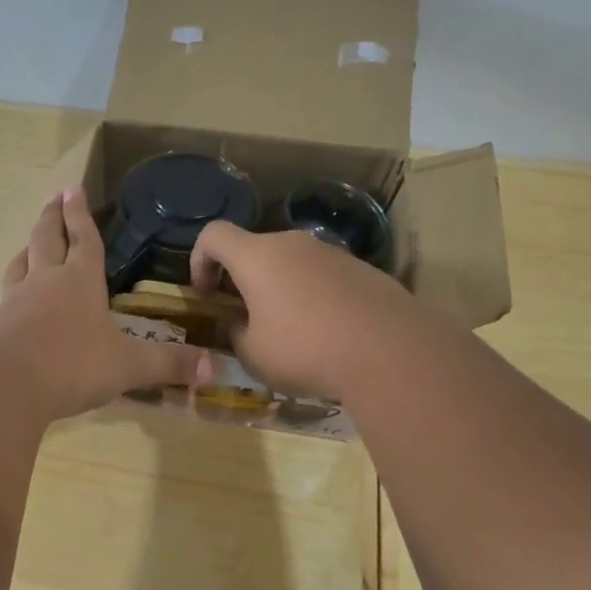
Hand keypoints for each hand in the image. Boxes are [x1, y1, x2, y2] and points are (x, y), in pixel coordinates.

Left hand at [0, 189, 213, 420]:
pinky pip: (3, 300)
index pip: (84, 239)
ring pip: (20, 264)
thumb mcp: (128, 367)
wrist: (4, 385)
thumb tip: (215, 370)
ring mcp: (15, 301)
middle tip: (53, 197)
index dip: (81, 214)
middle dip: (53, 217)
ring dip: (28, 249)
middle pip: (47, 239)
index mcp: (81, 281)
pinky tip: (9, 303)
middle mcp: (45, 282)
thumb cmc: (72, 365)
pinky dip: (9, 293)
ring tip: (30, 242)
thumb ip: (168, 365)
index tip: (73, 188)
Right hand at [189, 223, 415, 396]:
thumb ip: (235, 333)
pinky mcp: (362, 269)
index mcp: (257, 257)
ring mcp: (331, 253)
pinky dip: (312, 295)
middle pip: (254, 249)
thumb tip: (238, 323)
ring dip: (278, 288)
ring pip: (290, 262)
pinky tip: (325, 332)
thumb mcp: (253, 354)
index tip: (205, 294)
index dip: (199, 260)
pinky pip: (322, 275)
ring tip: (288, 330)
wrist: (391, 352)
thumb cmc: (306, 350)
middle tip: (244, 317)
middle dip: (241, 279)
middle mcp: (292, 243)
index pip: (213, 235)